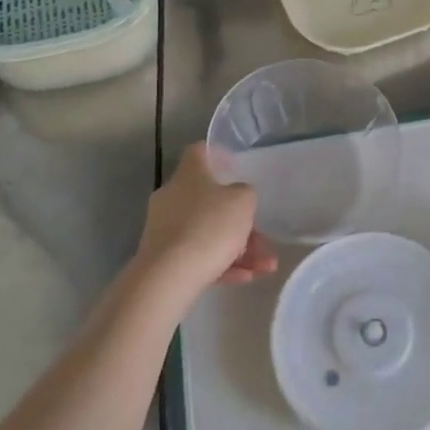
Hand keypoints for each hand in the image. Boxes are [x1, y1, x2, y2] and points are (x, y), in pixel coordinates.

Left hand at [126, 145, 277, 313]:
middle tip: (262, 235)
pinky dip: (222, 264)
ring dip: (239, 247)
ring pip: (208, 232)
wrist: (169, 277)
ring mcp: (166, 228)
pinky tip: (247, 277)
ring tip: (266, 266)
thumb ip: (245, 193)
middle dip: (239, 219)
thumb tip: (237, 195)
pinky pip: (199, 255)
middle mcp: (173, 196)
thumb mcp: (242, 202)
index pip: (199, 152)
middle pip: (209, 200)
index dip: (218, 155)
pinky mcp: (164, 258)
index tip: (235, 165)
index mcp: (189, 174)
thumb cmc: (210, 226)